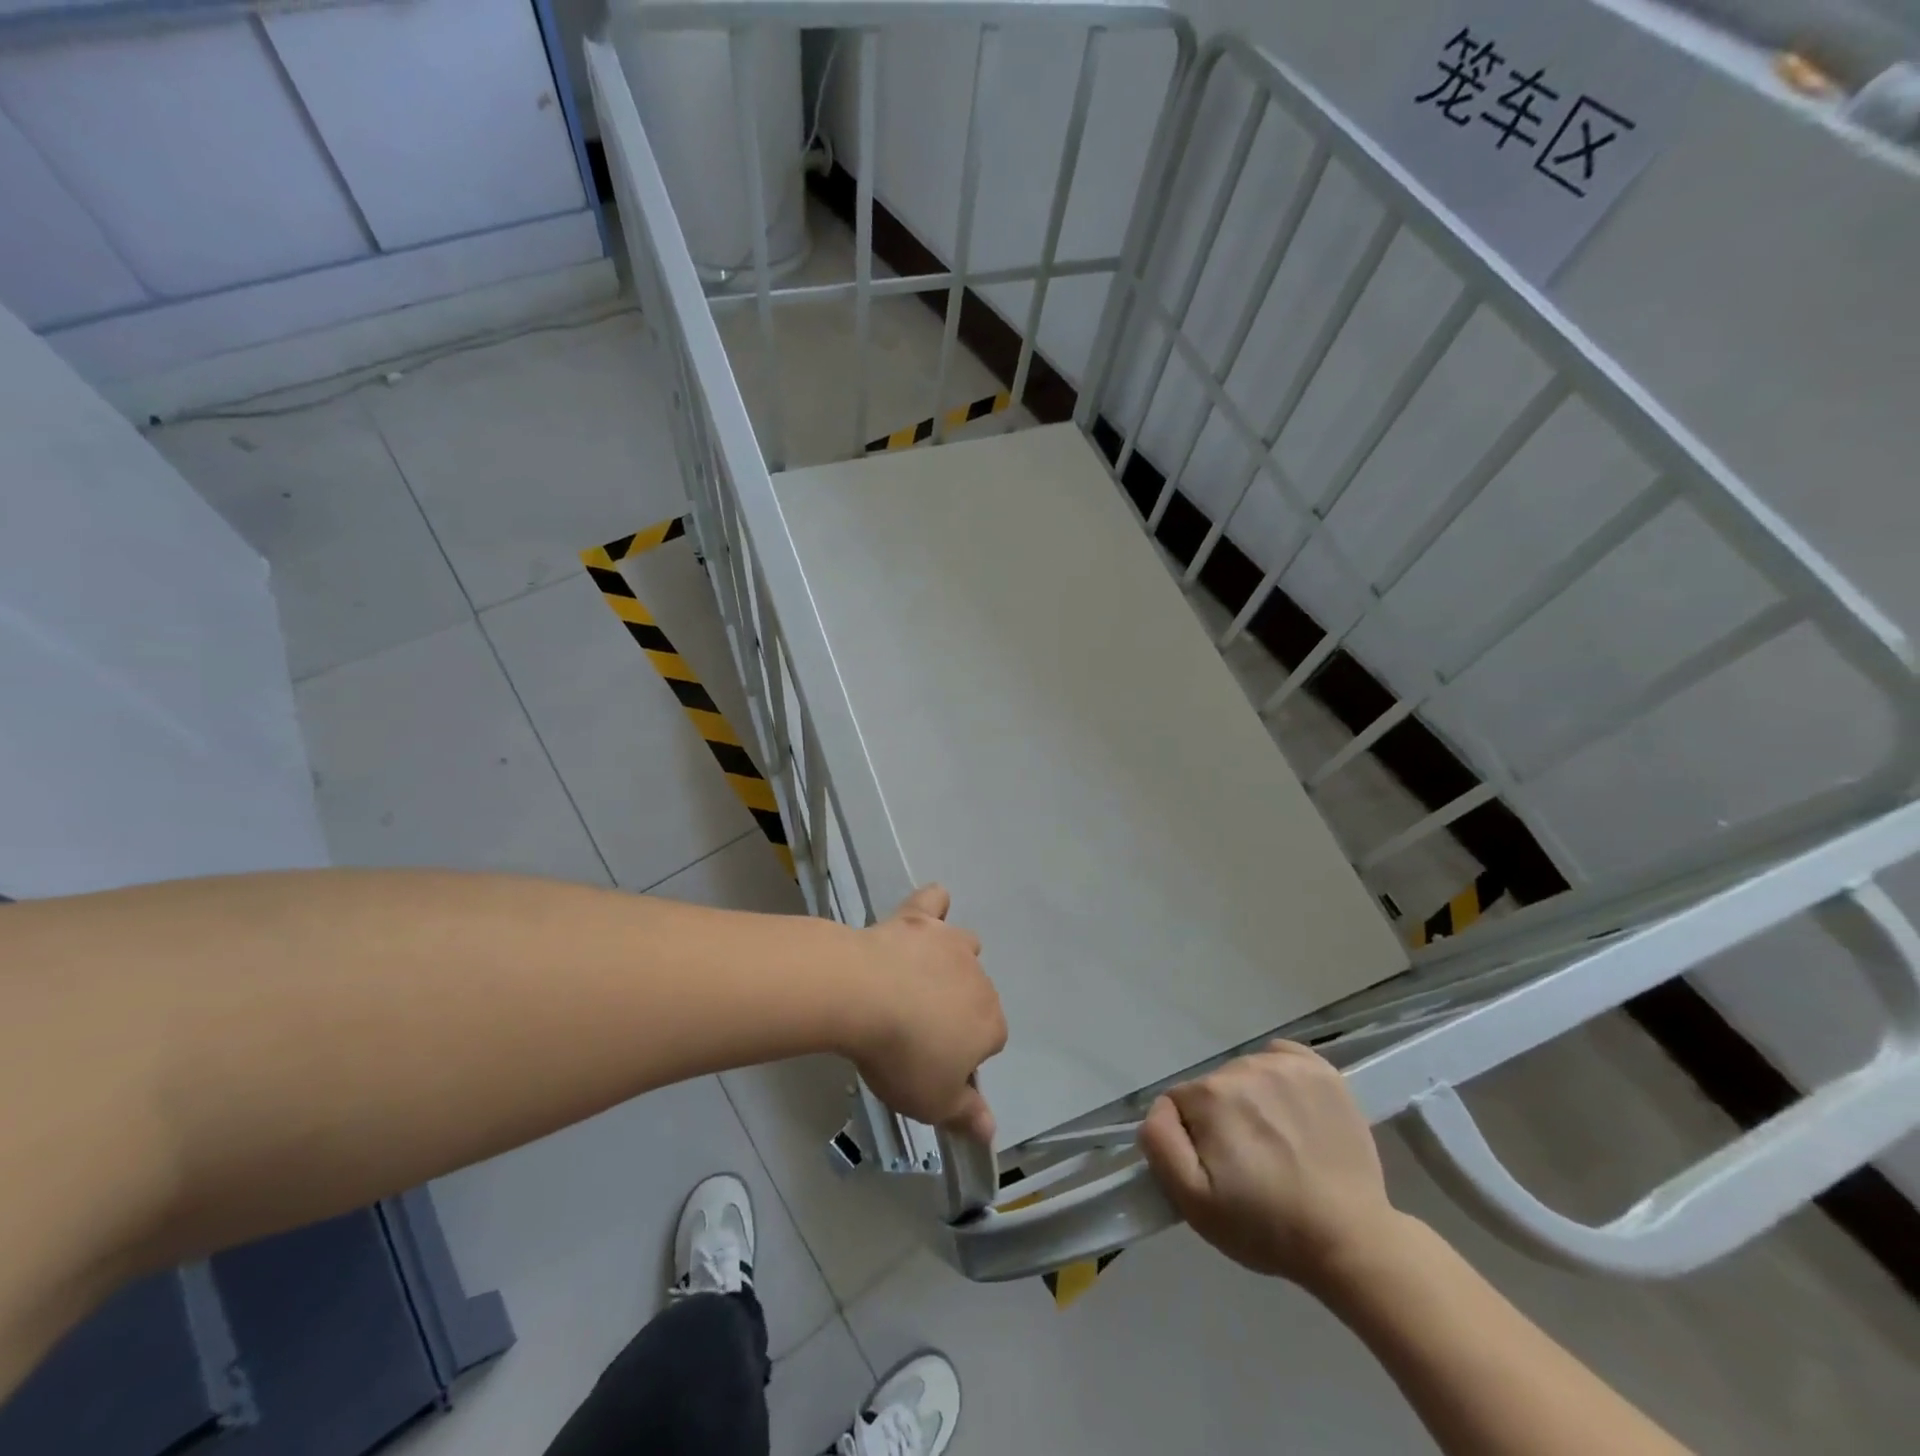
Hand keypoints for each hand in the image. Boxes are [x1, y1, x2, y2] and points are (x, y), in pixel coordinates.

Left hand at [847, 885, 1004, 1144]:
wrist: (862, 995)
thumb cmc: (901, 1055)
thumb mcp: (933, 1102)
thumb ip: (966, 1115)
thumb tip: (991, 1133)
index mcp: (990, 1024)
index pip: (989, 1042)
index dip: (961, 1056)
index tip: (931, 1066)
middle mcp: (979, 979)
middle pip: (976, 996)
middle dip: (954, 1011)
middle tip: (914, 1031)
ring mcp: (950, 943)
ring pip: (964, 948)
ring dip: (950, 962)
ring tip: (917, 979)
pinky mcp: (919, 918)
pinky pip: (935, 902)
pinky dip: (933, 907)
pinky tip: (922, 917)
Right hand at [1139, 1041, 1401, 1289]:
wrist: (1351, 1241)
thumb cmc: (1266, 1226)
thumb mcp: (1192, 1201)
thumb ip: (1160, 1142)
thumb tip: (1160, 1108)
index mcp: (1210, 1095)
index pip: (1179, 1104)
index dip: (1193, 1139)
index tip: (1219, 1171)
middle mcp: (1243, 1067)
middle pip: (1213, 1088)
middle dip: (1221, 1120)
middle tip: (1249, 1165)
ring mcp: (1286, 1065)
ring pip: (1244, 1074)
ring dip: (1250, 1101)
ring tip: (1276, 1145)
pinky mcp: (1321, 1069)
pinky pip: (1280, 1056)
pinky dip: (1278, 1076)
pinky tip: (1291, 1110)